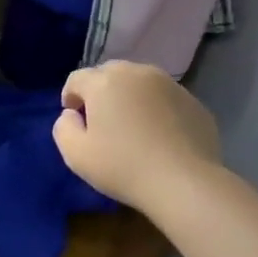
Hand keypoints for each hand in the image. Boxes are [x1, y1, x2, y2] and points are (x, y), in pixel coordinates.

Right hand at [53, 61, 221, 218]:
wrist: (184, 183)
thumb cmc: (122, 166)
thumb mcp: (75, 154)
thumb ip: (63, 127)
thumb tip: (72, 115)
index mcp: (104, 82)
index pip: (77, 79)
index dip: (70, 96)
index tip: (74, 118)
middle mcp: (137, 73)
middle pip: (109, 73)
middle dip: (100, 91)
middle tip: (101, 120)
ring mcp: (170, 85)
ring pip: (140, 82)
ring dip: (130, 97)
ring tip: (132, 125)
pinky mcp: (194, 102)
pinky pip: (165, 98)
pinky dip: (156, 109)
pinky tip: (159, 135)